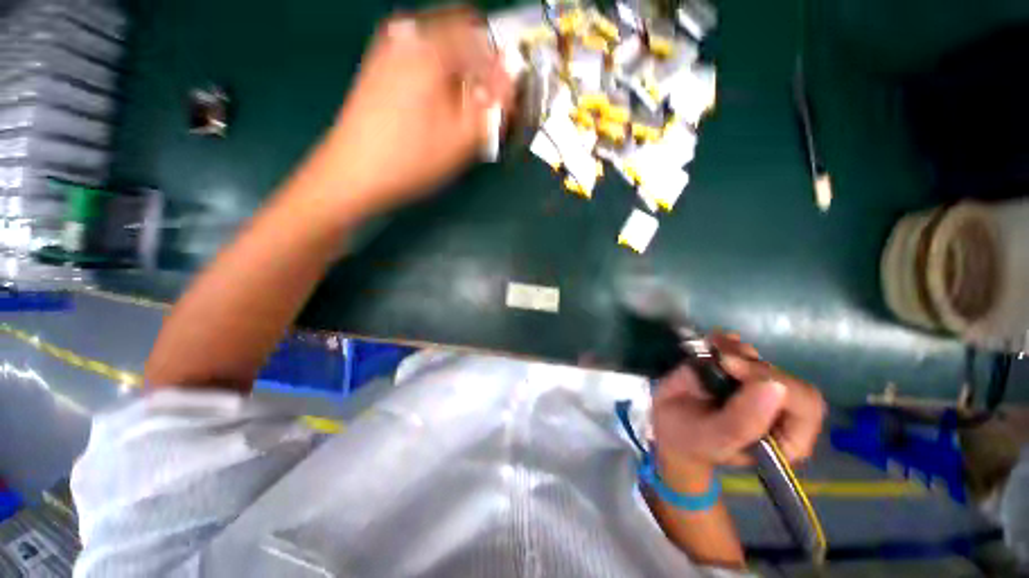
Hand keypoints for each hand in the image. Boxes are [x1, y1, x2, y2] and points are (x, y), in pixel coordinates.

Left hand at [323, 8, 512, 213]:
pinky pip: (419, 53)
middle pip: (460, 31)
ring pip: (439, 42)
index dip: (500, 66)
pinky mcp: (378, 65)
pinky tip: (435, 102)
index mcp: (432, 49)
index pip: (483, 38)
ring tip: (460, 104)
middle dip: (478, 62)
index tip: (503, 95)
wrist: (355, 172)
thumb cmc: (412, 159)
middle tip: (483, 98)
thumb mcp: (462, 139)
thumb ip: (492, 105)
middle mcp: (409, 36)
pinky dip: (436, 71)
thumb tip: (511, 80)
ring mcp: (389, 48)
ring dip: (458, 67)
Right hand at [652, 334, 825, 485]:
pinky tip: (712, 342)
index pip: (805, 405)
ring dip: (737, 350)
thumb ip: (744, 420)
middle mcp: (778, 410)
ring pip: (761, 360)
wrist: (664, 425)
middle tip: (721, 360)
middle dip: (753, 365)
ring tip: (711, 351)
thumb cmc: (692, 441)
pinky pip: (741, 349)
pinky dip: (727, 341)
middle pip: (784, 377)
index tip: (734, 369)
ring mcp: (755, 386)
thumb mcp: (715, 439)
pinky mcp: (735, 369)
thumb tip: (775, 386)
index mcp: (786, 437)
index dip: (777, 382)